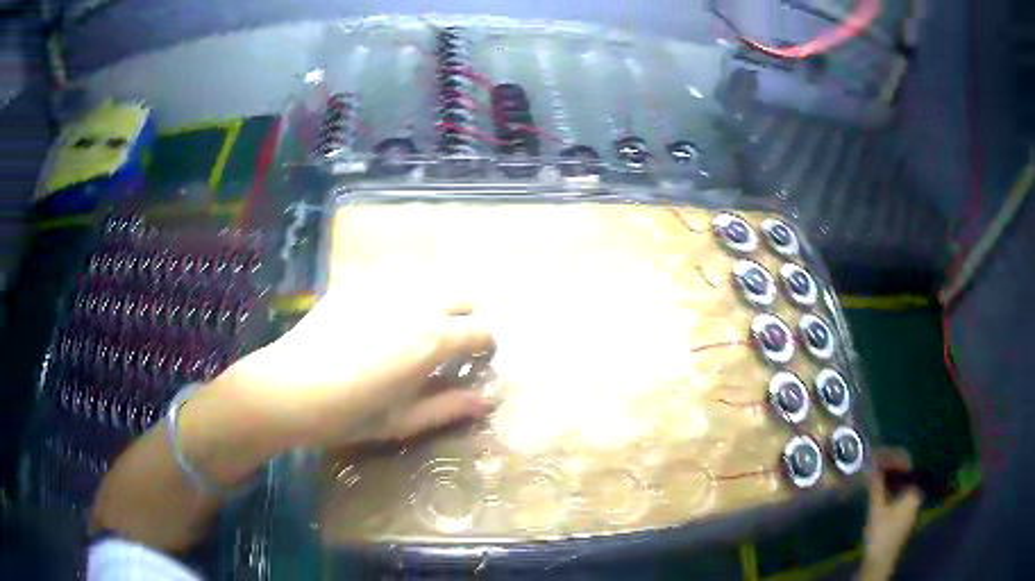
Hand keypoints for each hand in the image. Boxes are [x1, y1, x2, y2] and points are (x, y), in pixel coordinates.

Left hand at [207, 291, 495, 454]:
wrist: (289, 388)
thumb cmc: (349, 414)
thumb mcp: (403, 421)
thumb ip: (449, 408)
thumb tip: (486, 401)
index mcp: (434, 339)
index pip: (481, 330)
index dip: (484, 345)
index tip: (476, 357)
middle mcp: (417, 302)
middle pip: (462, 296)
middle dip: (464, 317)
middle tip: (447, 343)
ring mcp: (385, 285)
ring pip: (430, 280)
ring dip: (436, 300)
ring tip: (416, 325)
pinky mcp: (357, 281)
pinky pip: (395, 275)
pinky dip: (403, 290)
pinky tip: (382, 313)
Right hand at [861, 448, 923, 580]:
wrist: (880, 563)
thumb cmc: (881, 535)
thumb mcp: (877, 510)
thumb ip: (876, 486)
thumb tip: (872, 464)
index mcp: (914, 489)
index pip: (905, 463)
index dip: (890, 456)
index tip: (876, 455)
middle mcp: (916, 493)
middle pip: (904, 473)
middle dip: (888, 466)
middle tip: (873, 464)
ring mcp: (910, 505)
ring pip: (900, 484)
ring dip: (887, 478)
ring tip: (873, 474)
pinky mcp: (903, 514)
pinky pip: (898, 493)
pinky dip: (888, 488)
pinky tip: (877, 490)